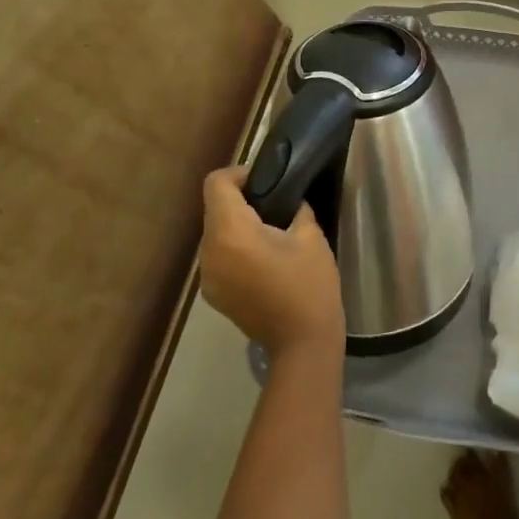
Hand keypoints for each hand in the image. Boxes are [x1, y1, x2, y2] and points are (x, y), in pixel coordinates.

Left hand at [199, 167, 344, 358]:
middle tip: (275, 203)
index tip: (267, 180)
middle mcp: (209, 252)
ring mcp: (208, 276)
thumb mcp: (310, 237)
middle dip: (241, 199)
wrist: (303, 344)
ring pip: (215, 233)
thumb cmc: (309, 286)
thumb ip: (295, 208)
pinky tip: (263, 259)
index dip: (239, 174)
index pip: (216, 184)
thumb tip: (288, 200)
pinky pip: (219, 256)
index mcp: (231, 233)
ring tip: (271, 231)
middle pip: (214, 208)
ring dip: (238, 225)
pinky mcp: (214, 294)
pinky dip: (235, 248)